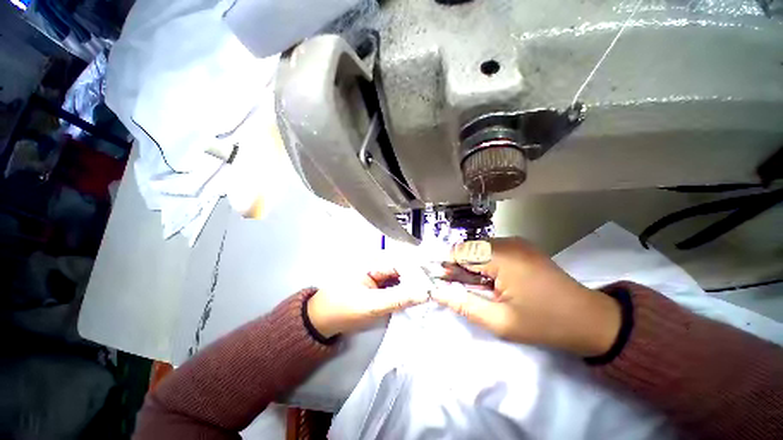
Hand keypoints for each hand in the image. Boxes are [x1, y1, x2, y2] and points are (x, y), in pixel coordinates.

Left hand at [307, 269, 429, 337]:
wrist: (323, 320)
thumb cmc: (343, 310)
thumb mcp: (371, 305)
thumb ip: (398, 299)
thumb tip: (424, 293)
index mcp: (374, 262)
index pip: (404, 262)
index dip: (421, 270)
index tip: (437, 280)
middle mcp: (379, 264)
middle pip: (405, 268)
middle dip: (420, 277)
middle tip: (438, 287)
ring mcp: (379, 274)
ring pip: (403, 277)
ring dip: (415, 284)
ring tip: (432, 291)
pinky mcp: (380, 284)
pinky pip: (397, 284)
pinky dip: (407, 290)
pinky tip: (418, 295)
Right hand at [431, 238, 621, 355]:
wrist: (591, 320)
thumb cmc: (544, 323)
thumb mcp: (500, 321)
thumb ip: (464, 304)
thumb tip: (437, 292)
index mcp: (503, 256)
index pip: (459, 250)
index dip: (445, 264)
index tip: (440, 281)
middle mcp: (508, 242)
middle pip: (468, 248)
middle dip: (458, 266)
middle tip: (461, 289)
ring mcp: (517, 242)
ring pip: (479, 249)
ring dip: (471, 265)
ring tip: (478, 287)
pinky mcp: (522, 247)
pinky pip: (492, 250)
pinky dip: (484, 263)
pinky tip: (492, 281)